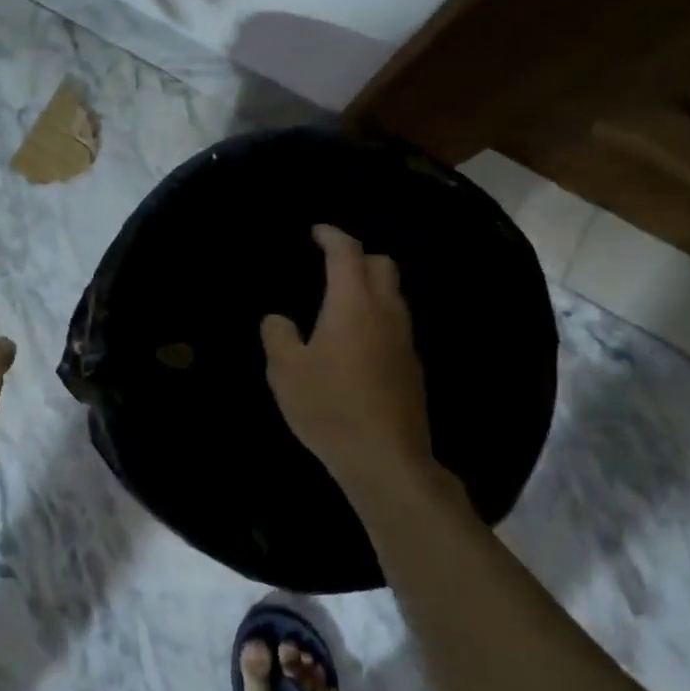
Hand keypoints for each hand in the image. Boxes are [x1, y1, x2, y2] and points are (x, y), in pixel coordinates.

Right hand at [262, 226, 445, 498]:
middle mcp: (386, 313)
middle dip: (357, 256)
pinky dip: (377, 315)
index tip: (316, 232)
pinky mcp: (412, 366)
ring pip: (394, 294)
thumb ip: (278, 334)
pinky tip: (355, 341)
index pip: (348, 252)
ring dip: (370, 286)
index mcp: (353, 304)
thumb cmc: (329, 407)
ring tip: (340, 301)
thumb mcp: (285, 370)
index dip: (332, 235)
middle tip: (329, 265)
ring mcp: (404, 340)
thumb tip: (279, 319)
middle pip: (382, 265)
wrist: (385, 458)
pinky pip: (396, 323)